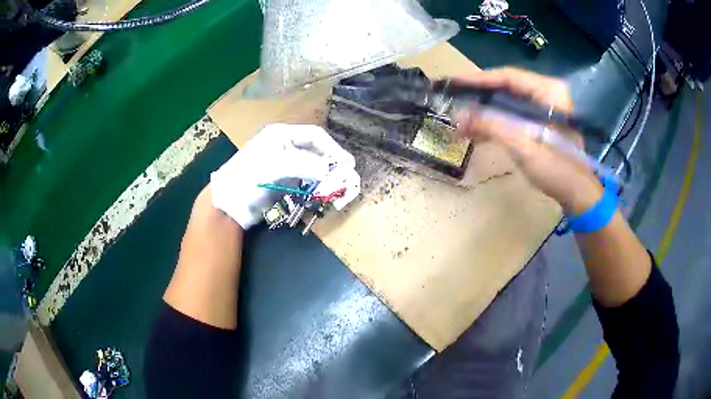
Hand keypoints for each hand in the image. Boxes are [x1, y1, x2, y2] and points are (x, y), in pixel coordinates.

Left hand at [210, 123, 354, 228]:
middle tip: (345, 177)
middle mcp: (284, 147)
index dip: (332, 148)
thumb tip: (330, 171)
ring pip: (312, 168)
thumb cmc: (248, 177)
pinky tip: (320, 194)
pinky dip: (314, 188)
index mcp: (281, 135)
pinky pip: (304, 182)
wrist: (228, 203)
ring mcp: (283, 165)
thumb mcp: (275, 165)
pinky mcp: (282, 183)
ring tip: (335, 188)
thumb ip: (304, 165)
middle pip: (315, 151)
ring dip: (324, 177)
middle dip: (330, 163)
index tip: (347, 163)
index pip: (315, 136)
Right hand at [454, 67, 602, 214]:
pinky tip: (476, 130)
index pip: (509, 77)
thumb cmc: (557, 170)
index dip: (479, 79)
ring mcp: (545, 109)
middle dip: (479, 95)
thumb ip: (492, 126)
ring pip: (508, 102)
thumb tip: (458, 116)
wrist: (578, 194)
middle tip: (452, 99)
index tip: (453, 83)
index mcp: (550, 91)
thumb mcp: (524, 147)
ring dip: (484, 111)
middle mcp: (547, 93)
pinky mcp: (541, 123)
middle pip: (507, 87)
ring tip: (460, 118)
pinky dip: (495, 122)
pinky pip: (514, 115)